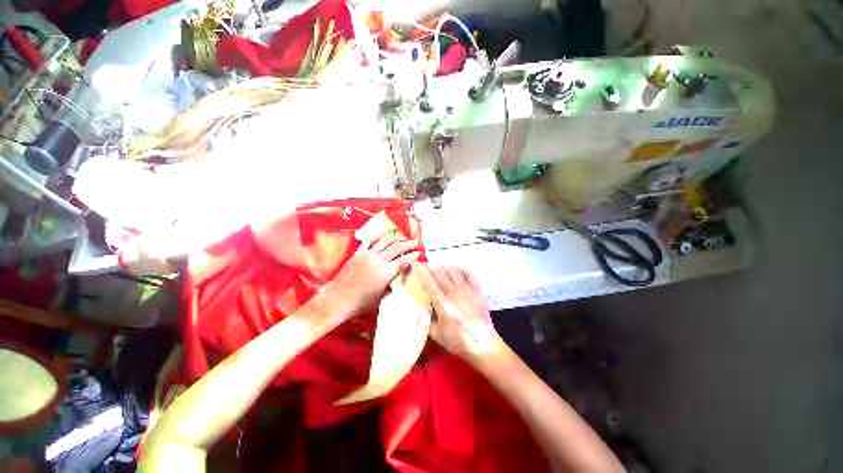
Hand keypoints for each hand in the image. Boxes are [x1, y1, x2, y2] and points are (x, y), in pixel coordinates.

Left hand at [325, 232, 419, 319]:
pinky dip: (378, 239)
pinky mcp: (358, 253)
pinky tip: (382, 238)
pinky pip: (370, 242)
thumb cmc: (361, 303)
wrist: (338, 299)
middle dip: (408, 243)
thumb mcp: (381, 298)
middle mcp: (379, 260)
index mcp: (386, 272)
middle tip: (414, 242)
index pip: (404, 260)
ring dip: (395, 238)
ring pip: (385, 241)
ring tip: (401, 237)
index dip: (413, 256)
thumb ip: (392, 287)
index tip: (418, 253)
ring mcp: (368, 254)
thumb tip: (398, 280)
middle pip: (397, 247)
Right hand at [414, 265, 502, 360]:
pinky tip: (455, 270)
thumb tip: (423, 308)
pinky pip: (468, 274)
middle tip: (424, 266)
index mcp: (443, 304)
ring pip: (453, 271)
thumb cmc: (458, 341)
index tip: (415, 266)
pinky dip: (460, 269)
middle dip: (430, 268)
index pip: (429, 284)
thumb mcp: (437, 334)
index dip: (421, 273)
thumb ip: (427, 320)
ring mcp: (467, 290)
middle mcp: (455, 293)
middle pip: (440, 274)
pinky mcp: (477, 290)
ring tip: (438, 269)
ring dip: (444, 268)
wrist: (483, 344)